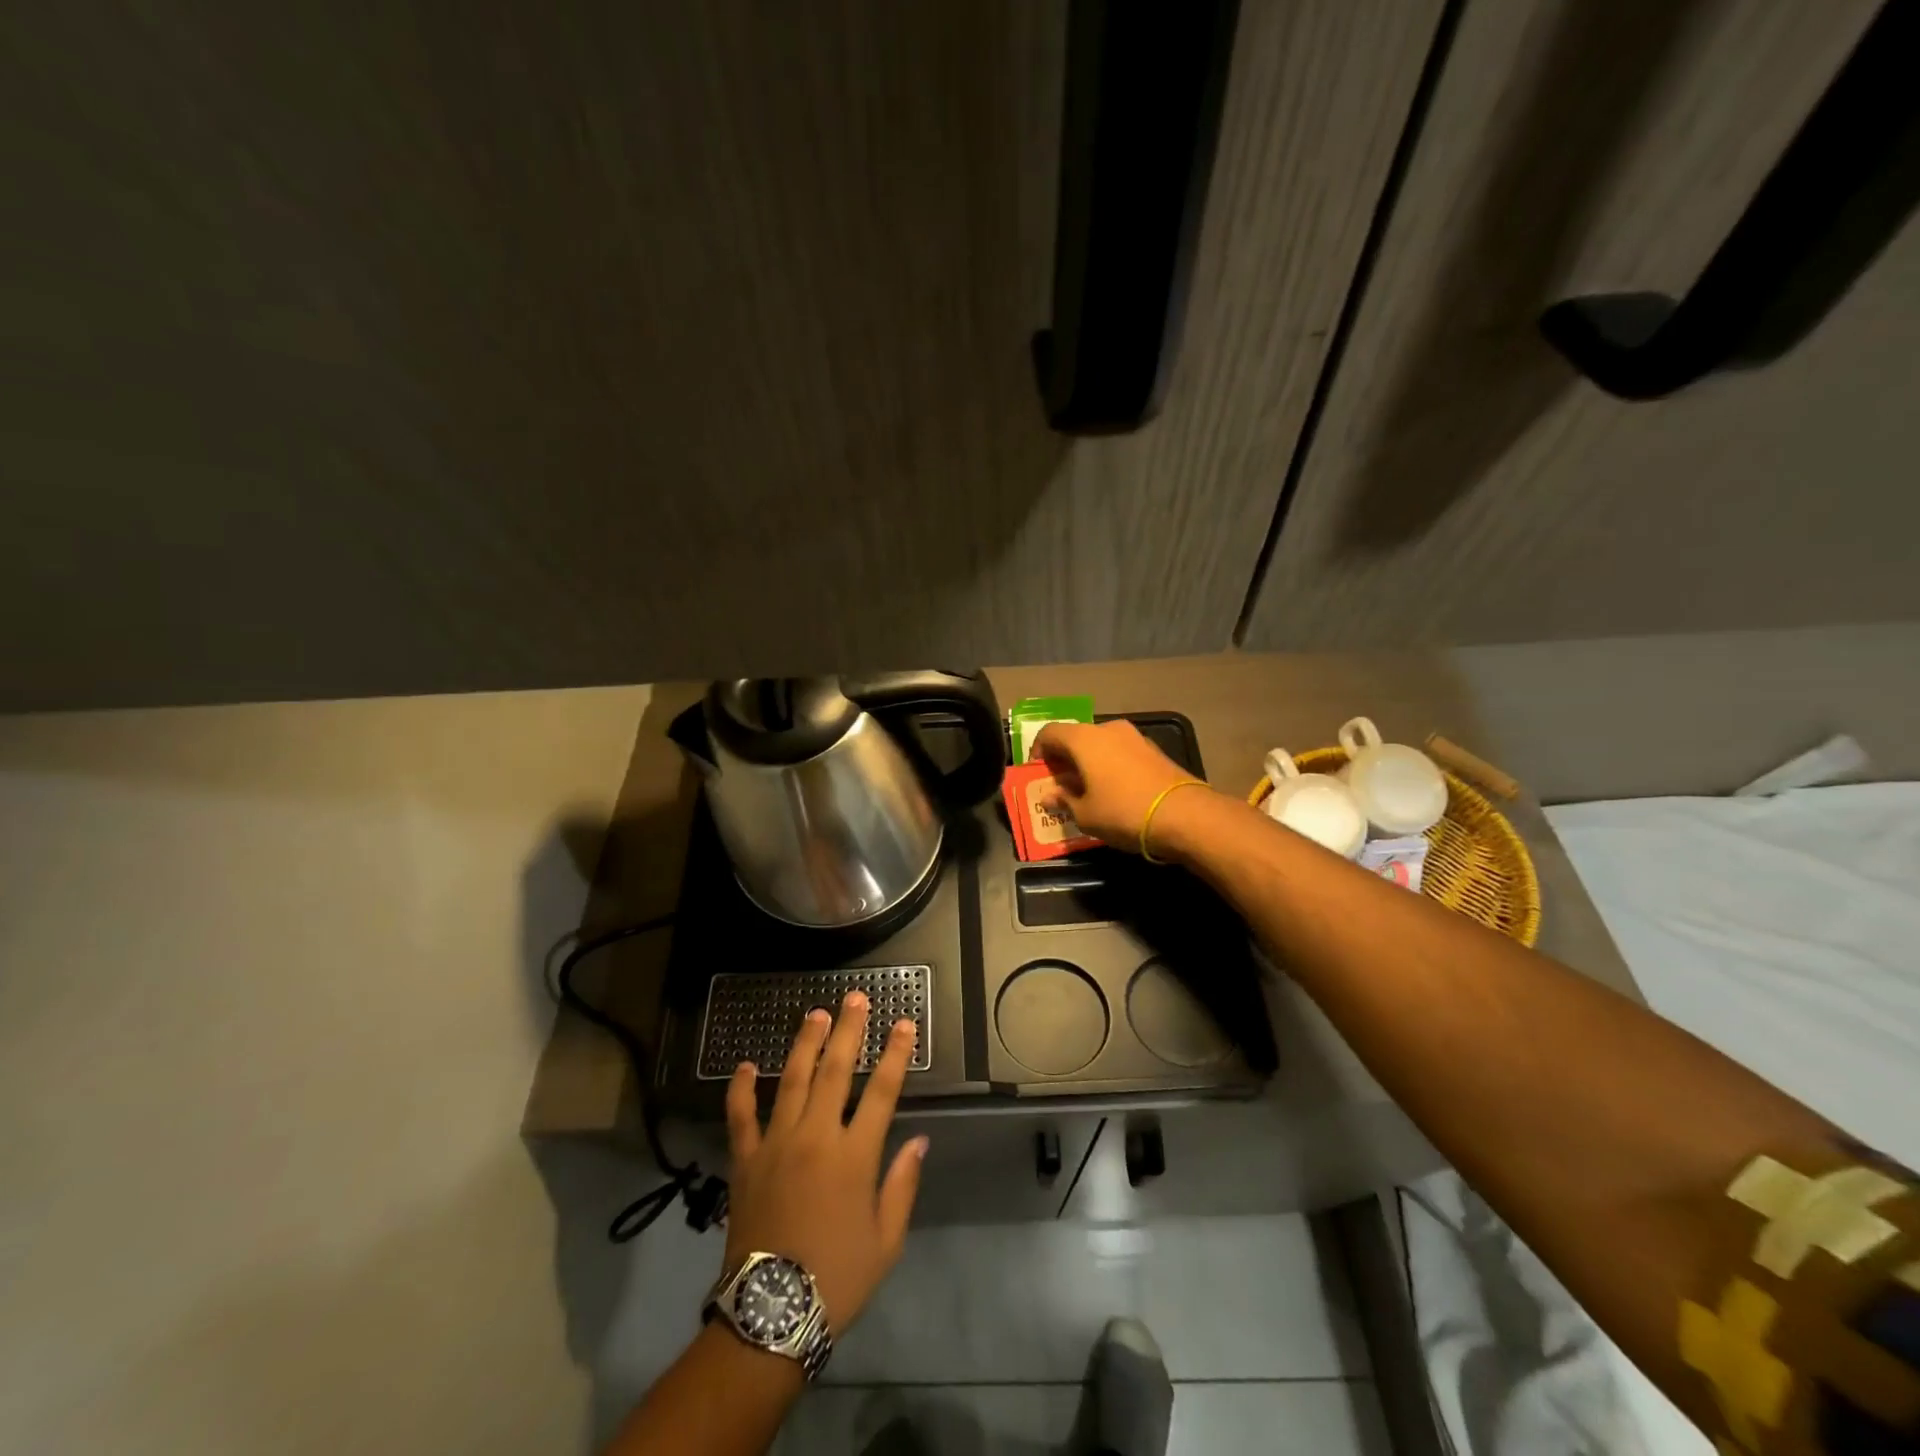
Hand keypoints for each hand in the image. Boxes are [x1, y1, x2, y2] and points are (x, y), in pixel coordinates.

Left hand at [723, 992, 925, 1335]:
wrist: (770, 1315)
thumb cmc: (836, 1278)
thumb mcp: (886, 1242)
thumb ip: (902, 1185)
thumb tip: (919, 1140)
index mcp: (854, 1156)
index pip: (883, 1091)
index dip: (896, 1054)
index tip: (904, 1024)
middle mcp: (816, 1137)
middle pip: (836, 1071)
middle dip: (849, 1030)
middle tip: (855, 998)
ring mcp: (776, 1143)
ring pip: (792, 1080)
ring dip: (806, 1043)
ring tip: (816, 1014)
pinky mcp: (745, 1159)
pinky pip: (741, 1116)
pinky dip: (741, 1088)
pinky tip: (745, 1065)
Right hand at [1031, 719, 1214, 854]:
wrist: (1184, 815)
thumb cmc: (1123, 812)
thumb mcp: (1085, 814)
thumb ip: (1063, 800)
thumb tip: (1049, 795)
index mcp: (1084, 739)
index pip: (1049, 733)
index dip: (1038, 751)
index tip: (1038, 774)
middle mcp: (1108, 729)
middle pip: (1076, 737)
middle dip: (1064, 759)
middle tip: (1060, 785)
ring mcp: (1135, 737)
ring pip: (1100, 745)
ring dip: (1089, 763)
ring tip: (1087, 790)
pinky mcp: (1154, 751)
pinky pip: (1121, 753)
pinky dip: (1110, 766)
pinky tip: (1113, 791)